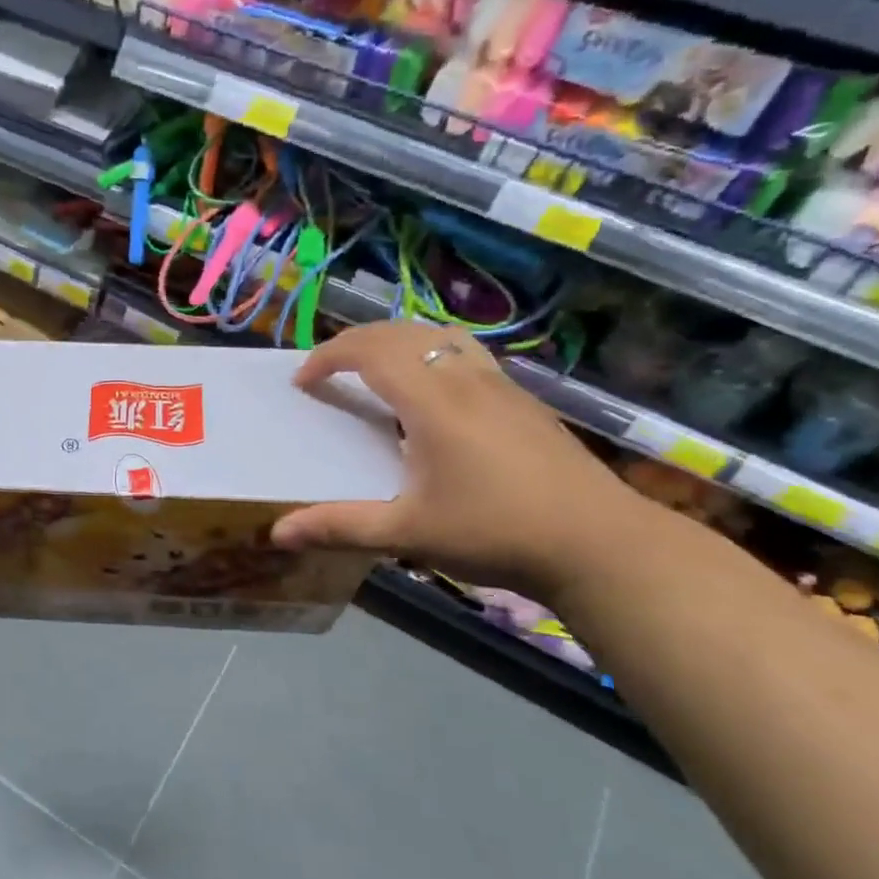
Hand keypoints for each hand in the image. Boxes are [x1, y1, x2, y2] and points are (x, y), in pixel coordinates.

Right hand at [270, 321, 653, 600]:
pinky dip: (429, 356)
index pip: (371, 351)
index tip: (302, 381)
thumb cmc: (496, 532)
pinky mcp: (524, 401)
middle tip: (327, 371)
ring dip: (397, 343)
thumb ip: (340, 527)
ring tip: (374, 371)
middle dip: (356, 342)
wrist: (600, 544)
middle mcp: (466, 379)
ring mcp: (502, 386)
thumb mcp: (408, 534)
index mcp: (433, 402)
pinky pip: (465, 355)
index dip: (328, 356)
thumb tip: (278, 532)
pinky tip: (431, 398)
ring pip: (440, 337)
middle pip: (403, 333)